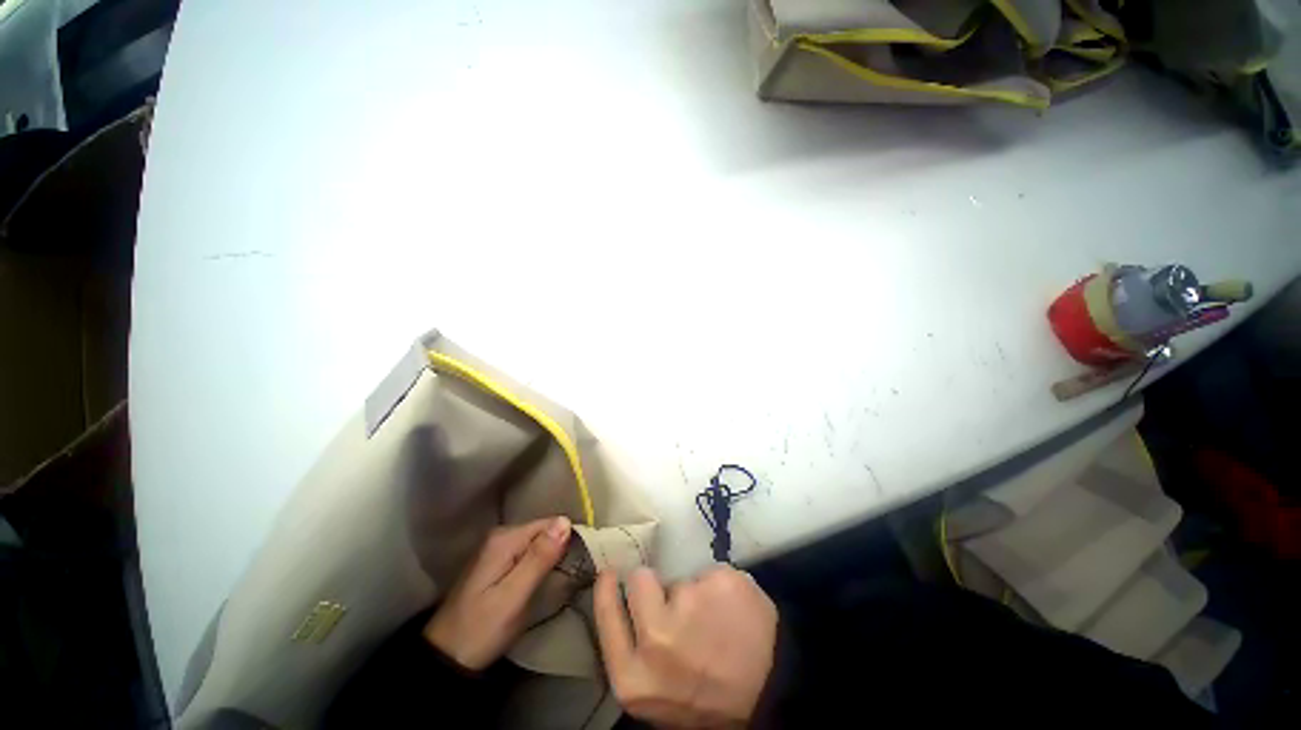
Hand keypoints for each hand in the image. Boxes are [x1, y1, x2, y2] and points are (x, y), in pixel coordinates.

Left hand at [424, 516, 571, 670]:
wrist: (445, 658)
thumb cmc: (481, 629)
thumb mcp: (513, 597)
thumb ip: (539, 558)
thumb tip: (565, 521)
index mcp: (505, 539)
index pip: (551, 523)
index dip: (569, 538)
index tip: (582, 561)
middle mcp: (501, 535)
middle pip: (544, 531)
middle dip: (561, 548)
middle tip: (572, 574)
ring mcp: (497, 548)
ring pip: (538, 542)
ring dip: (552, 556)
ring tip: (562, 578)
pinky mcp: (497, 562)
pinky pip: (529, 552)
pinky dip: (540, 563)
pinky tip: (545, 579)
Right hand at [594, 565, 777, 727]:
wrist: (769, 698)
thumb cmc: (703, 696)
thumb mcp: (654, 690)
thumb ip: (634, 649)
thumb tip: (625, 598)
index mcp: (633, 676)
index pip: (606, 614)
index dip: (606, 589)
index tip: (608, 573)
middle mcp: (657, 638)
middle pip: (640, 580)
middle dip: (655, 586)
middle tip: (676, 604)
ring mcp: (692, 605)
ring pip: (681, 578)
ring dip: (695, 593)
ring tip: (715, 620)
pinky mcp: (722, 583)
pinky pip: (712, 573)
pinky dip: (721, 588)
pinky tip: (735, 611)